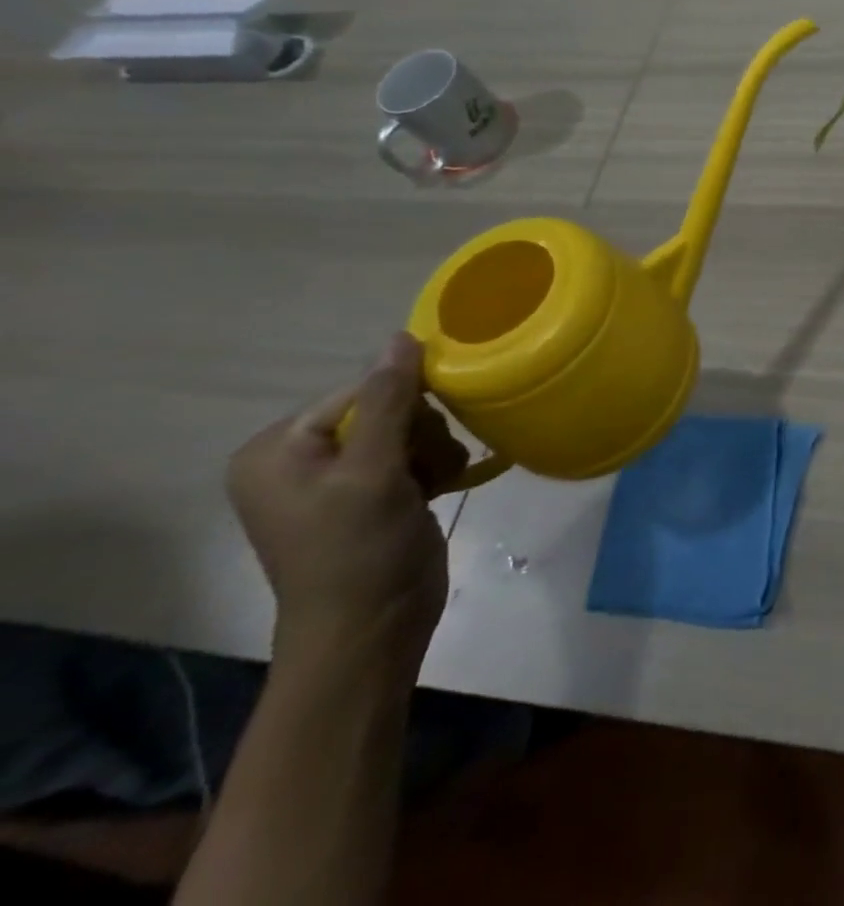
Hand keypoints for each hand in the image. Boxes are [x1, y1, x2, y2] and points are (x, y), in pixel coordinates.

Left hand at [227, 333, 468, 667]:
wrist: (371, 633)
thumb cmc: (359, 552)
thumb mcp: (373, 472)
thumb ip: (389, 401)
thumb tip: (401, 337)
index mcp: (277, 449)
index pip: (360, 390)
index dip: (404, 405)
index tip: (424, 439)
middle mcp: (299, 458)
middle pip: (387, 407)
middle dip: (421, 433)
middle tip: (426, 469)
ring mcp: (336, 479)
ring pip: (409, 429)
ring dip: (433, 450)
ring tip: (435, 483)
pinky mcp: (371, 495)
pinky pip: (412, 454)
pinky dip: (433, 466)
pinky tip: (440, 487)